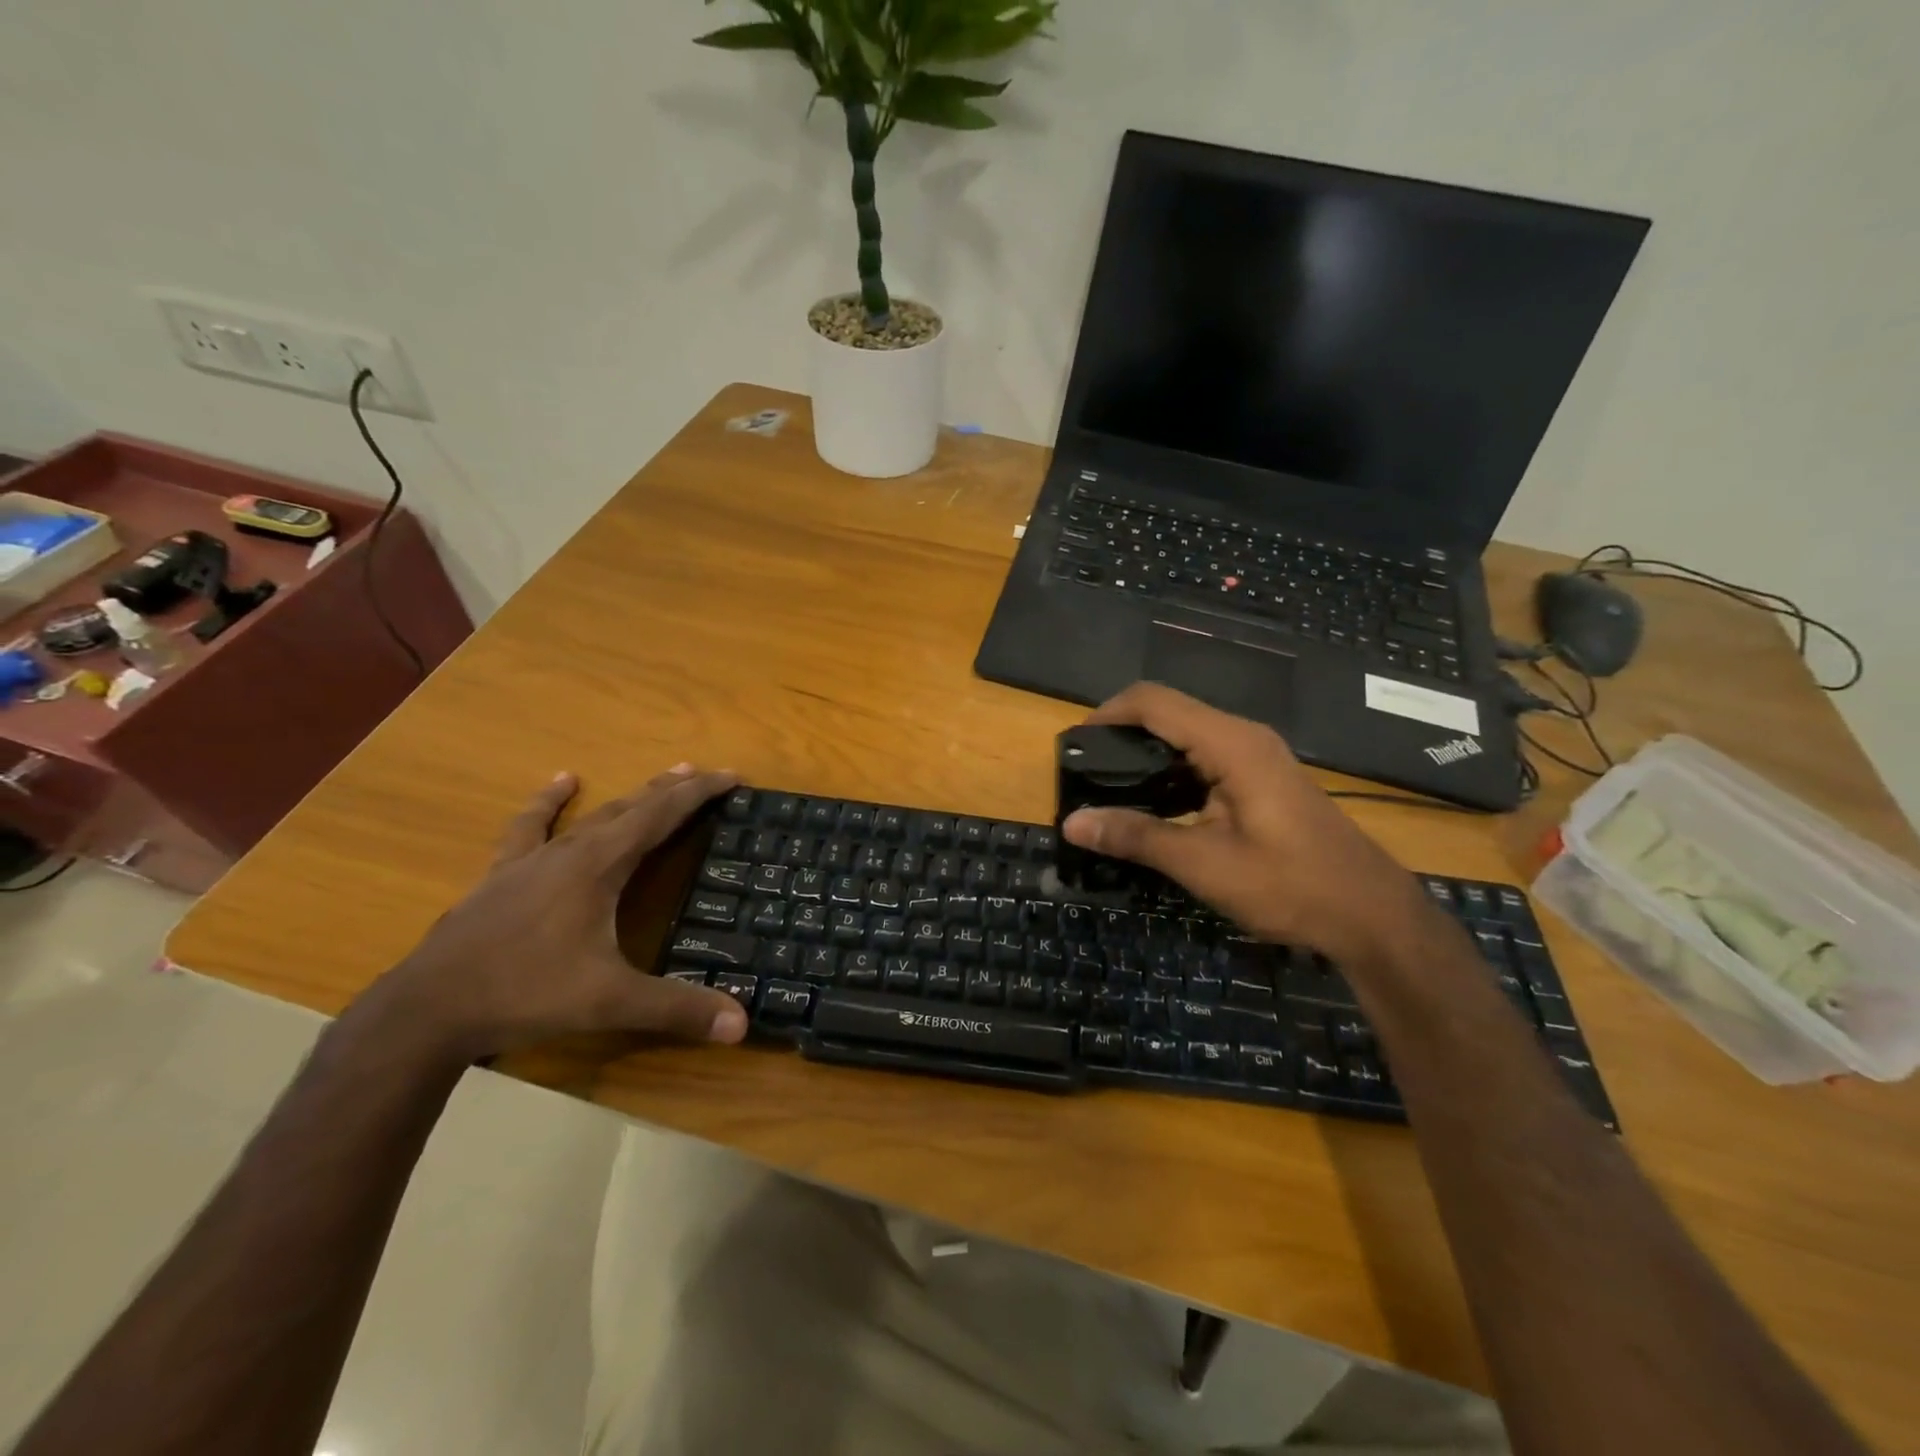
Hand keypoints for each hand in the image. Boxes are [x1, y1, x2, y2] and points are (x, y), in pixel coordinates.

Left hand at [359, 764, 749, 1060]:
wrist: (426, 1010)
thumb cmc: (525, 994)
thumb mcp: (609, 1002)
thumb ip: (677, 1008)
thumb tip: (742, 1024)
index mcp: (600, 865)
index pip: (662, 815)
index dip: (700, 793)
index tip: (733, 777)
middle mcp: (570, 849)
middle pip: (633, 807)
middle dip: (675, 790)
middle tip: (709, 775)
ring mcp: (532, 859)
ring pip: (594, 815)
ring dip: (632, 796)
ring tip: (663, 776)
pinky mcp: (502, 875)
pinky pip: (531, 827)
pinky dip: (549, 803)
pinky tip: (561, 781)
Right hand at [1059, 684, 1428, 963]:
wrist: (1371, 915)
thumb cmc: (1290, 885)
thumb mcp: (1204, 864)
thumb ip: (1136, 836)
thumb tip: (1072, 822)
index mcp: (1230, 744)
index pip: (1154, 702)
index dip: (1108, 713)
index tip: (1074, 745)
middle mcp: (1243, 737)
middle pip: (1168, 713)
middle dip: (1122, 735)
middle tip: (1084, 772)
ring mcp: (1257, 757)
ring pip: (1186, 736)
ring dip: (1146, 755)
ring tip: (1108, 789)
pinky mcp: (1262, 779)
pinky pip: (1204, 758)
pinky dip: (1171, 773)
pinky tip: (1154, 807)